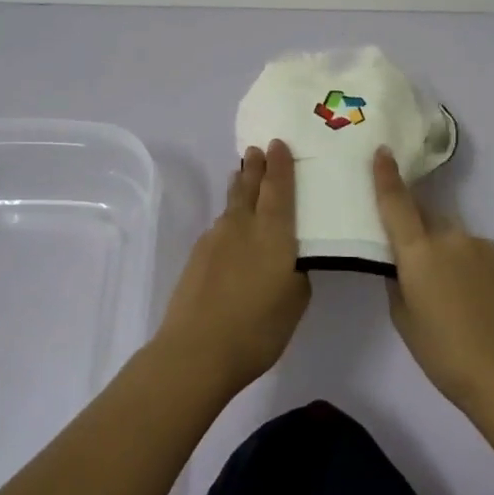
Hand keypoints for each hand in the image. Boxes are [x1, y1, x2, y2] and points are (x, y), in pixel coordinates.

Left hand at [154, 140, 310, 397]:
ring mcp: (216, 238)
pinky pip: (219, 225)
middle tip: (258, 149)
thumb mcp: (295, 301)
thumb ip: (298, 272)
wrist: (195, 351)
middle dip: (256, 166)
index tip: (278, 143)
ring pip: (231, 203)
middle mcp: (243, 224)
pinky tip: (230, 227)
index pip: (278, 187)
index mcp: (273, 231)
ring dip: (239, 186)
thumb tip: (292, 258)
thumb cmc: (257, 328)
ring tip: (242, 175)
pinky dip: (228, 216)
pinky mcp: (197, 256)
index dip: (280, 164)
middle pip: (250, 186)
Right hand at [374, 148, 493, 414]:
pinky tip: (468, 298)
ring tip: (444, 292)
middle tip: (408, 254)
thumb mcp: (405, 321)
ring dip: (439, 249)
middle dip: (414, 225)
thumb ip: (398, 283)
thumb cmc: (446, 355)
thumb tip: (401, 265)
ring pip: (448, 235)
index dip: (386, 175)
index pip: (396, 203)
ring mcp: (479, 245)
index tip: (382, 150)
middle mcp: (449, 237)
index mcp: (419, 252)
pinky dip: (461, 263)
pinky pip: (469, 250)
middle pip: (424, 216)